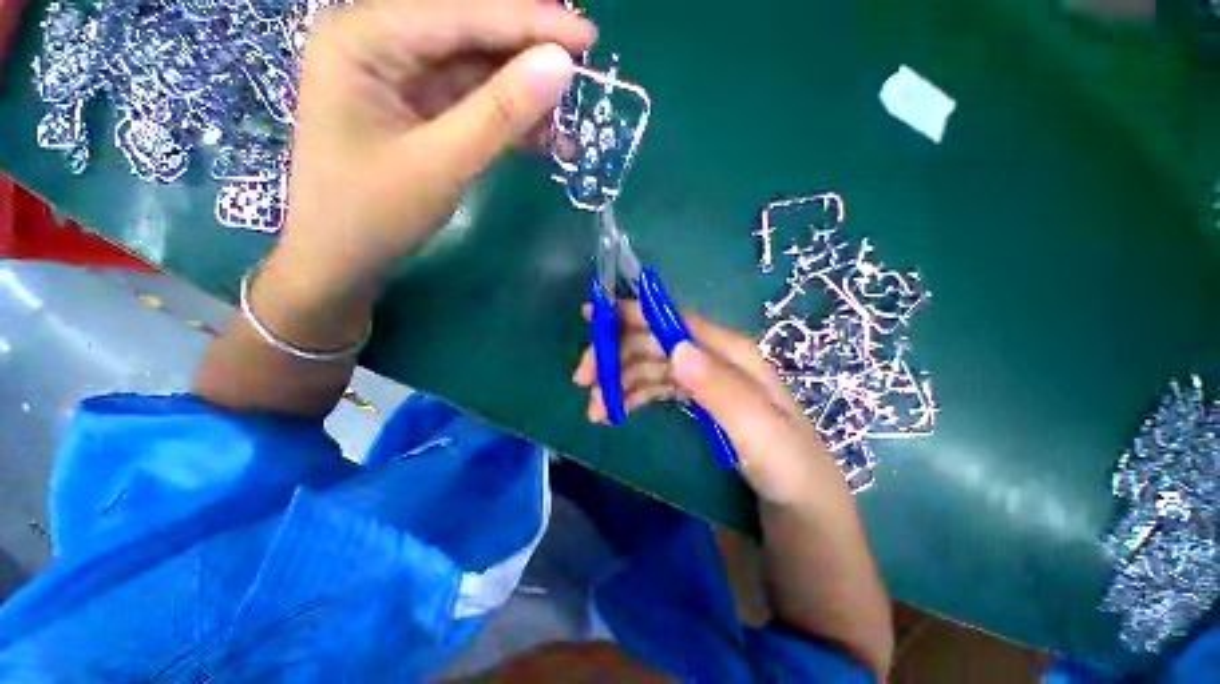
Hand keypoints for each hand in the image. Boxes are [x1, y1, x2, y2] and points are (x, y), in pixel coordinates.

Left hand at [273, 0, 596, 303]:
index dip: (529, 22)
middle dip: (525, 55)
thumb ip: (501, 112)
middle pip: (467, 33)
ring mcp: (395, 75)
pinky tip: (537, 136)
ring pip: (473, 69)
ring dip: (520, 94)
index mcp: (363, 37)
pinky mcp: (413, 106)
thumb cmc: (375, 214)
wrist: (342, 260)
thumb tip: (561, 65)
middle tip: (580, 71)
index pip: (460, 13)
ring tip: (564, 119)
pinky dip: (505, 118)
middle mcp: (377, 40)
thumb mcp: (442, 162)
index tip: (587, 35)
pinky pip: (468, 100)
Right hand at [573, 303, 847, 505]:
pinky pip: (654, 388)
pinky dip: (630, 395)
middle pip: (655, 343)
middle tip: (583, 381)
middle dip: (616, 354)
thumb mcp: (764, 436)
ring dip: (618, 380)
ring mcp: (703, 383)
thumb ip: (722, 390)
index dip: (633, 313)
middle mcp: (715, 361)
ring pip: (650, 366)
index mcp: (733, 356)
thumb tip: (676, 346)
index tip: (591, 316)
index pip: (675, 321)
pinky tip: (615, 412)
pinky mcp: (696, 404)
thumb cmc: (791, 476)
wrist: (803, 518)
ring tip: (595, 411)